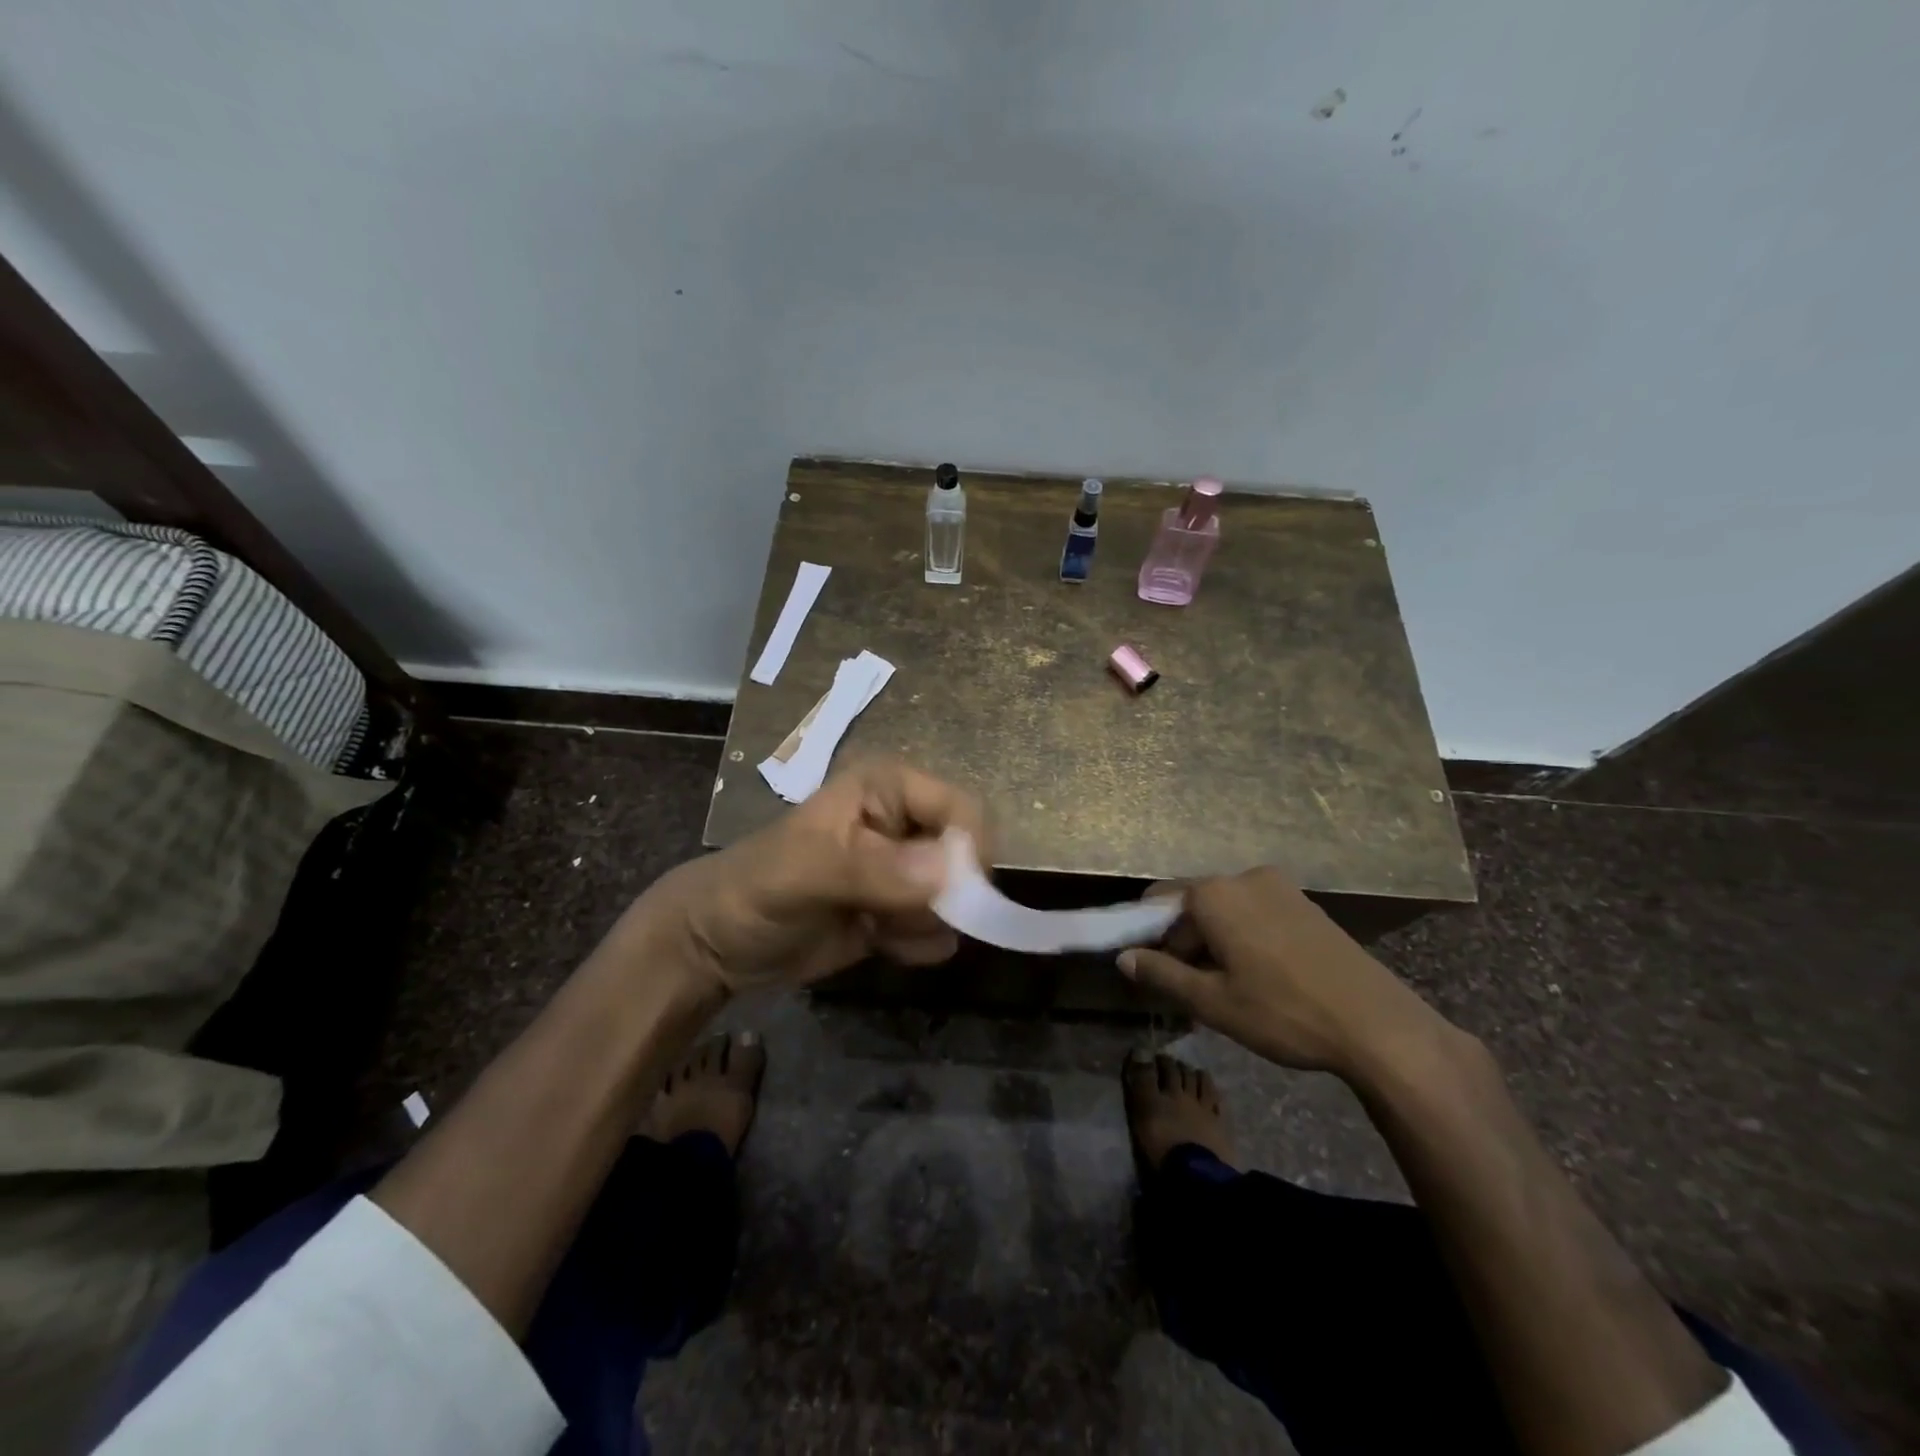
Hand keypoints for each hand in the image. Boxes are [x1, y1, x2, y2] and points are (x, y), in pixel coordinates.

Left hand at [617, 758, 986, 994]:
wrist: (718, 943)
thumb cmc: (755, 888)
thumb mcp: (807, 872)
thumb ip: (877, 869)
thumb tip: (954, 872)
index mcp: (888, 788)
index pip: (961, 809)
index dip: (969, 852)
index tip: (956, 898)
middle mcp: (906, 820)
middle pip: (968, 855)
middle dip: (945, 896)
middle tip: (899, 918)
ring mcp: (907, 867)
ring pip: (958, 897)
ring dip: (926, 923)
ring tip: (876, 928)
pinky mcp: (902, 909)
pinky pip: (940, 928)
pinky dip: (917, 943)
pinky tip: (876, 943)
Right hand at [1118, 866, 1444, 1078]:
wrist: (1378, 1025)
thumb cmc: (1284, 1012)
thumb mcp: (1213, 1001)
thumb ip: (1162, 974)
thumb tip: (1123, 958)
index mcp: (1214, 894)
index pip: (1158, 903)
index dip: (1150, 938)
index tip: (1158, 974)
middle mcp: (1244, 878)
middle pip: (1193, 904)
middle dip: (1185, 941)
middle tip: (1196, 988)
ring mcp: (1280, 887)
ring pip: (1226, 909)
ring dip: (1216, 940)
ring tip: (1232, 986)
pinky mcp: (1306, 903)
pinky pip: (1257, 911)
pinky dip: (1245, 936)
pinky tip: (1263, 975)